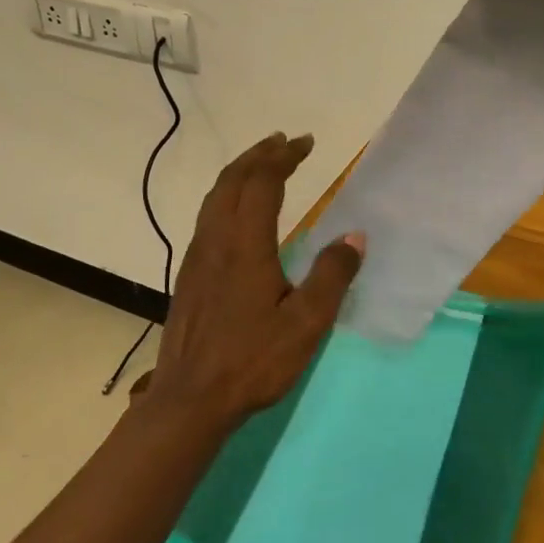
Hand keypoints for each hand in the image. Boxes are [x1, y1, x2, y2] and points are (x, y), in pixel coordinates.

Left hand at [140, 133, 364, 430]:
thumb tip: (354, 236)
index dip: (283, 157)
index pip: (262, 183)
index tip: (305, 142)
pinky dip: (226, 196)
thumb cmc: (252, 361)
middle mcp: (215, 240)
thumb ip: (331, 276)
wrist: (189, 400)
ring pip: (214, 197)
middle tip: (284, 143)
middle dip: (259, 155)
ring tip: (261, 165)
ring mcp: (197, 257)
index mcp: (244, 245)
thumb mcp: (306, 324)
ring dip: (239, 173)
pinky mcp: (189, 275)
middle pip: (232, 181)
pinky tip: (238, 213)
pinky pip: (207, 216)